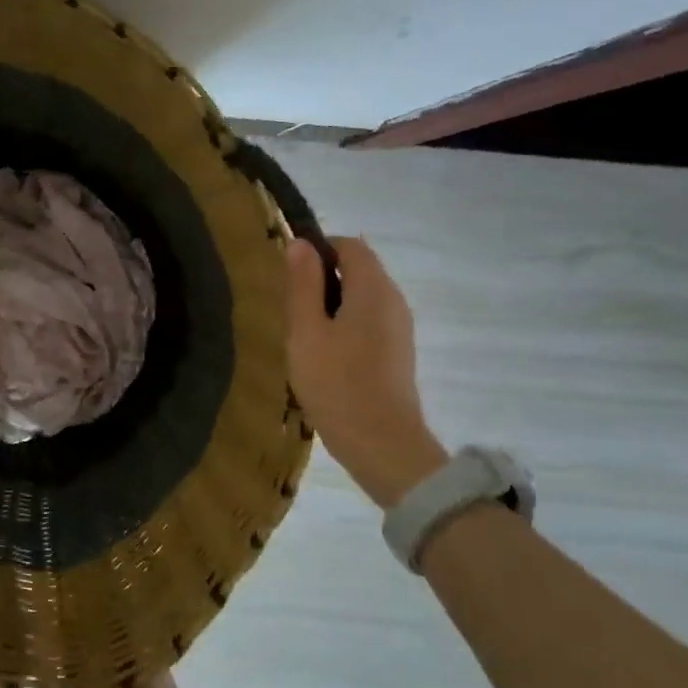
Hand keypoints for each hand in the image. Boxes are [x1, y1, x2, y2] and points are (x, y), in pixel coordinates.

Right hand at [285, 237, 447, 507]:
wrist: (381, 444)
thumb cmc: (336, 383)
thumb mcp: (306, 332)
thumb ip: (303, 285)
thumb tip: (300, 243)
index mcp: (373, 289)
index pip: (350, 246)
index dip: (318, 249)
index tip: (288, 273)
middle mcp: (394, 300)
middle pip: (359, 269)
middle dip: (323, 277)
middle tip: (290, 308)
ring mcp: (399, 327)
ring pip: (363, 296)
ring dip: (331, 303)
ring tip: (302, 333)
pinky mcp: (397, 351)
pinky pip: (369, 319)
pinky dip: (345, 323)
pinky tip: (324, 353)